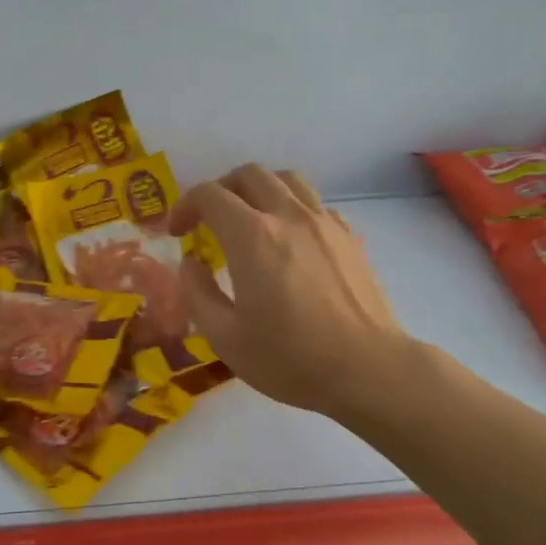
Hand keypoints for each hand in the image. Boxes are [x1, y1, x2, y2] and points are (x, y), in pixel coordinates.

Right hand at [168, 165, 415, 419]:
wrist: (368, 370)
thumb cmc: (289, 358)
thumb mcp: (224, 337)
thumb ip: (197, 292)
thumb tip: (192, 262)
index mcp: (252, 236)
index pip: (210, 195)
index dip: (185, 206)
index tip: (177, 232)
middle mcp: (289, 216)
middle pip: (250, 174)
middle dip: (221, 189)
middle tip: (209, 220)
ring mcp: (325, 223)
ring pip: (288, 180)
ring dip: (259, 190)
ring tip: (249, 219)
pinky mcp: (350, 238)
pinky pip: (315, 204)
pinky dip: (292, 209)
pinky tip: (289, 241)